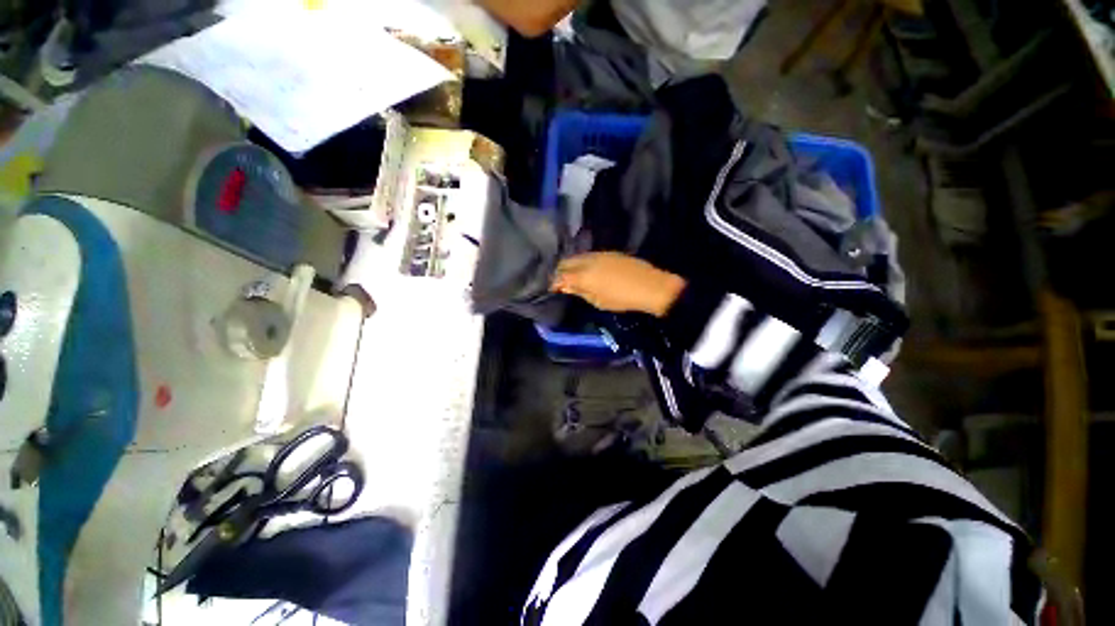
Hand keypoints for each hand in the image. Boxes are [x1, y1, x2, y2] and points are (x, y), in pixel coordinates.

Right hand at [551, 252, 685, 316]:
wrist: (650, 286)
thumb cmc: (623, 299)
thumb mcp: (599, 301)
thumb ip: (581, 292)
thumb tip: (566, 287)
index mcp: (583, 275)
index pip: (561, 276)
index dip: (554, 282)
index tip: (553, 289)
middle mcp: (588, 260)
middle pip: (566, 262)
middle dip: (560, 271)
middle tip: (560, 282)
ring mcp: (599, 254)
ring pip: (578, 256)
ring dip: (571, 265)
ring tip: (572, 276)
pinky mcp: (609, 252)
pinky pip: (589, 255)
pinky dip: (583, 262)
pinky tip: (586, 270)